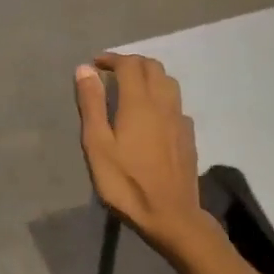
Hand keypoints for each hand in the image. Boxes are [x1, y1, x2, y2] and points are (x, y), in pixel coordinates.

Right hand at [74, 54, 216, 258]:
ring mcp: (180, 119)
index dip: (112, 59)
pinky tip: (152, 115)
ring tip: (131, 89)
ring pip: (168, 82)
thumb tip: (85, 70)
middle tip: (111, 74)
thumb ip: (92, 105)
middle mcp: (164, 103)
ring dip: (149, 76)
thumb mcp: (98, 145)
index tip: (95, 65)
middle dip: (131, 63)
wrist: (170, 214)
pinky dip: (161, 97)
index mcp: (139, 102)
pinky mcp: (188, 135)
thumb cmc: (126, 182)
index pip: (129, 64)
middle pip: (153, 67)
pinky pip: (176, 104)